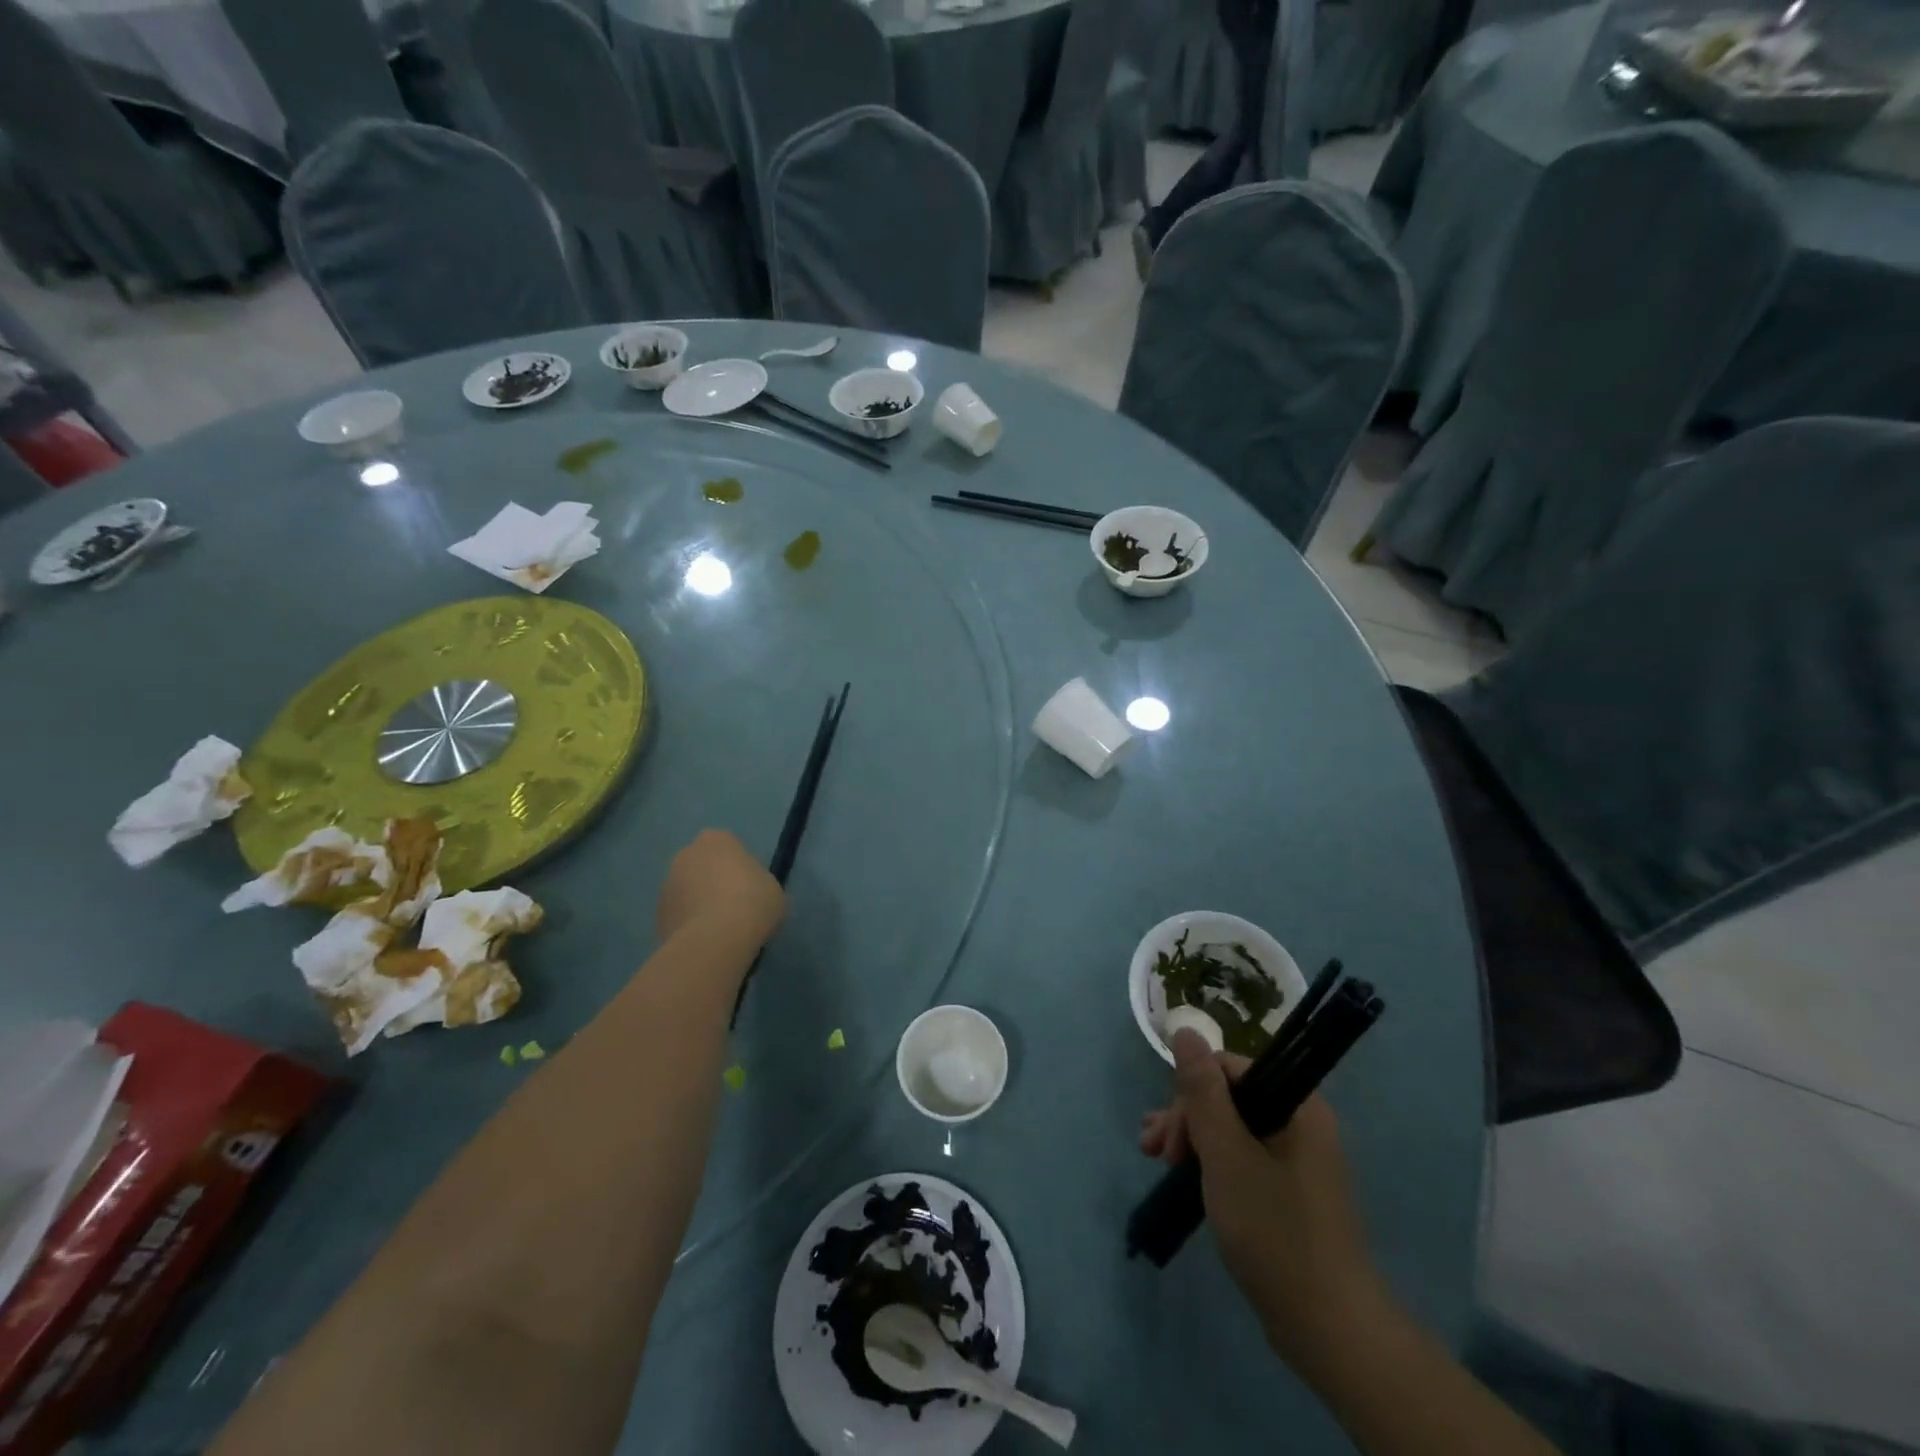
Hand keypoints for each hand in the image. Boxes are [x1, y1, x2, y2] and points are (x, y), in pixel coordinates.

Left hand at [655, 830, 785, 952]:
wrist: (716, 941)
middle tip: (735, 906)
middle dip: (713, 881)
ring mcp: (666, 885)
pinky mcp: (657, 916)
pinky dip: (689, 925)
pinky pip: (679, 916)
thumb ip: (758, 882)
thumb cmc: (753, 902)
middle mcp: (685, 854)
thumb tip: (751, 892)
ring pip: (687, 891)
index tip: (751, 887)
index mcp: (716, 839)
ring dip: (699, 903)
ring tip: (720, 929)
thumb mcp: (773, 888)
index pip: (728, 846)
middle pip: (702, 866)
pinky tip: (707, 941)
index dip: (739, 867)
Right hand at [1140, 1031, 1388, 1374]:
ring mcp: (1295, 1160)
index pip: (1230, 1068)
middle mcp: (1300, 1123)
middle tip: (1155, 1153)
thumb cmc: (1274, 1231)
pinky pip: (1241, 1157)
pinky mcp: (1287, 1192)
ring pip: (1231, 1128)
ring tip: (1156, 1160)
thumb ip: (1203, 1091)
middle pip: (1228, 1096)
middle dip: (1186, 1118)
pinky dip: (1209, 1162)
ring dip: (1191, 1138)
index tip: (1168, 1133)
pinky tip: (1181, 1175)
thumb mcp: (1226, 1154)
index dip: (1191, 1092)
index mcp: (1297, 1106)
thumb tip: (1186, 1029)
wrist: (1328, 1329)